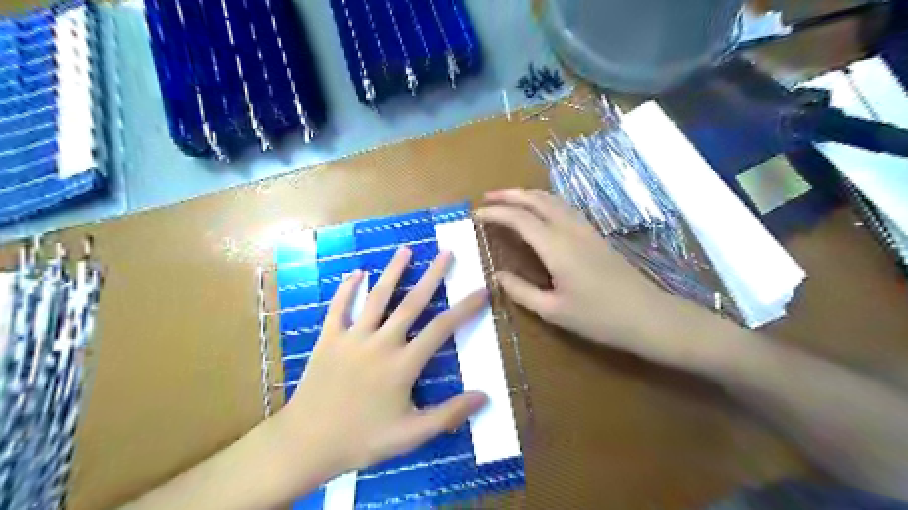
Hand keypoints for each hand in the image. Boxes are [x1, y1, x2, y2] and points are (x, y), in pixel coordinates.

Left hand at [280, 248, 489, 477]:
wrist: (307, 443)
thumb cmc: (362, 439)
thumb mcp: (410, 435)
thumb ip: (448, 415)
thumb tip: (484, 397)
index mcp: (403, 364)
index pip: (442, 329)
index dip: (465, 308)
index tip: (481, 290)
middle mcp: (381, 342)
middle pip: (412, 303)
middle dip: (432, 276)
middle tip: (446, 253)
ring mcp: (352, 337)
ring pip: (377, 297)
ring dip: (393, 271)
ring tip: (406, 250)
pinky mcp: (328, 338)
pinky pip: (339, 307)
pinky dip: (347, 288)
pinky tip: (357, 273)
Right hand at [475, 190, 725, 367]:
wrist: (648, 316)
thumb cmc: (598, 317)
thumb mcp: (553, 310)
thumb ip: (521, 291)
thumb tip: (496, 276)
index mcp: (555, 246)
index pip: (519, 219)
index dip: (495, 214)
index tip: (476, 215)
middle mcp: (569, 229)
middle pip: (536, 200)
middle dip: (509, 195)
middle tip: (487, 198)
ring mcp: (585, 228)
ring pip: (552, 200)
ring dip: (527, 195)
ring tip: (509, 201)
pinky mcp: (595, 234)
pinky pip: (564, 207)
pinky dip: (544, 203)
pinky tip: (540, 213)